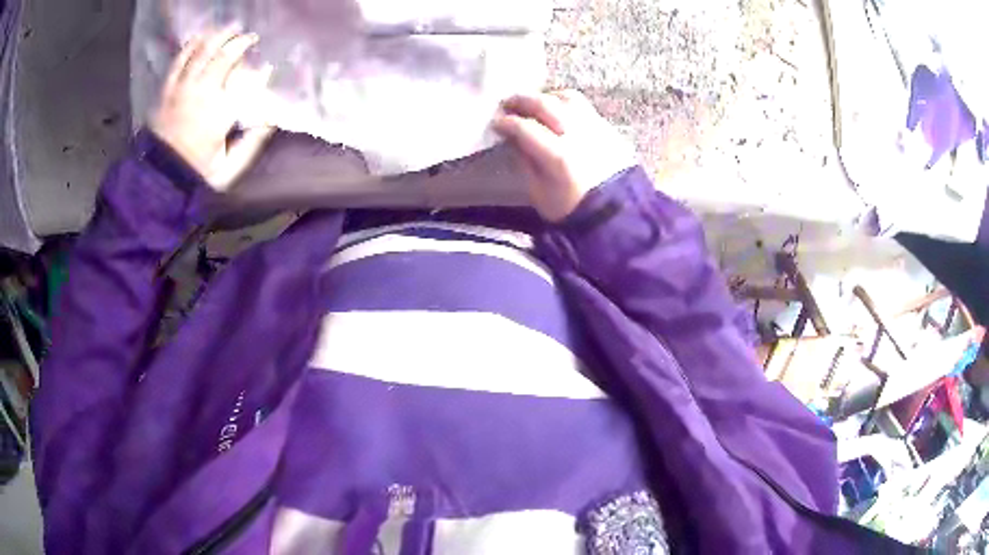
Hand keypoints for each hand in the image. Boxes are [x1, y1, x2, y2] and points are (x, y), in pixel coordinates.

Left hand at [151, 27, 274, 190]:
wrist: (158, 180)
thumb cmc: (195, 175)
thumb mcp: (228, 169)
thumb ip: (251, 143)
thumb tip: (271, 120)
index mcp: (220, 112)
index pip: (247, 82)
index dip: (260, 73)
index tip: (267, 69)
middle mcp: (202, 93)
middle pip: (224, 56)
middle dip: (241, 42)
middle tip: (251, 37)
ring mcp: (182, 89)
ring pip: (202, 52)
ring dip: (218, 36)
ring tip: (230, 28)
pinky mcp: (167, 90)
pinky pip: (179, 61)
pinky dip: (191, 45)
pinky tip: (200, 35)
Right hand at [493, 90, 635, 221]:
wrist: (615, 216)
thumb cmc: (572, 209)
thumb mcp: (539, 193)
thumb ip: (526, 162)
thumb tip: (514, 139)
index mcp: (558, 156)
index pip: (525, 127)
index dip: (506, 122)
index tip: (496, 123)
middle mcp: (577, 135)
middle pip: (545, 104)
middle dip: (521, 101)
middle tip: (507, 104)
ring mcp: (595, 128)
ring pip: (567, 98)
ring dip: (546, 97)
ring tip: (534, 104)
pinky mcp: (608, 129)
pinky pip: (584, 107)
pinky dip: (565, 104)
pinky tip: (557, 112)